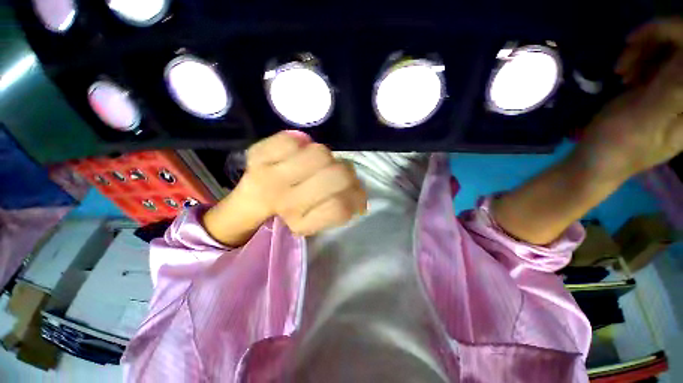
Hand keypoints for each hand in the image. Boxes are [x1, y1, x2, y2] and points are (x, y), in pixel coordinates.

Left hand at [203, 131, 366, 245]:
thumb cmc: (286, 215)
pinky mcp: (258, 153)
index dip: (355, 200)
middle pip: (338, 175)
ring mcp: (268, 172)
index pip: (341, 207)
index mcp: (298, 221)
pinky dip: (300, 143)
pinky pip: (291, 139)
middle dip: (346, 176)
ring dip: (327, 160)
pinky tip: (299, 155)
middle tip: (337, 180)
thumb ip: (340, 211)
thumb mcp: (316, 223)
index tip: (352, 200)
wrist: (250, 203)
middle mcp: (285, 199)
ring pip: (321, 154)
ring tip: (319, 167)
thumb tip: (361, 199)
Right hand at [576, 18, 682, 180]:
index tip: (634, 40)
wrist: (595, 160)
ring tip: (622, 71)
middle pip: (682, 47)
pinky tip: (626, 73)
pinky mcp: (661, 88)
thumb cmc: (617, 144)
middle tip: (624, 59)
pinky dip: (640, 59)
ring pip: (670, 49)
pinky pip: (659, 59)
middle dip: (653, 43)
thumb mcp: (645, 118)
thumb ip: (674, 87)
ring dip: (644, 52)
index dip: (670, 33)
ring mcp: (676, 91)